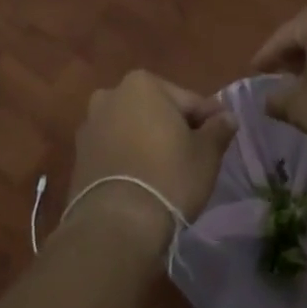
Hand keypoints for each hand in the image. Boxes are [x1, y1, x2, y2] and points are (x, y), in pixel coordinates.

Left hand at [68, 71, 237, 245]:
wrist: (116, 223)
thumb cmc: (169, 177)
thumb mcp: (206, 153)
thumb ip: (218, 129)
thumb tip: (227, 117)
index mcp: (142, 84)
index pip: (188, 100)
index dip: (207, 119)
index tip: (221, 136)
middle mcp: (110, 95)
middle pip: (155, 110)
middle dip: (174, 127)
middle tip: (195, 154)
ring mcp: (90, 125)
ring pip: (132, 128)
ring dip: (148, 141)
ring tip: (168, 170)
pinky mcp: (79, 155)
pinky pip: (114, 149)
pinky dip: (128, 157)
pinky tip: (143, 180)